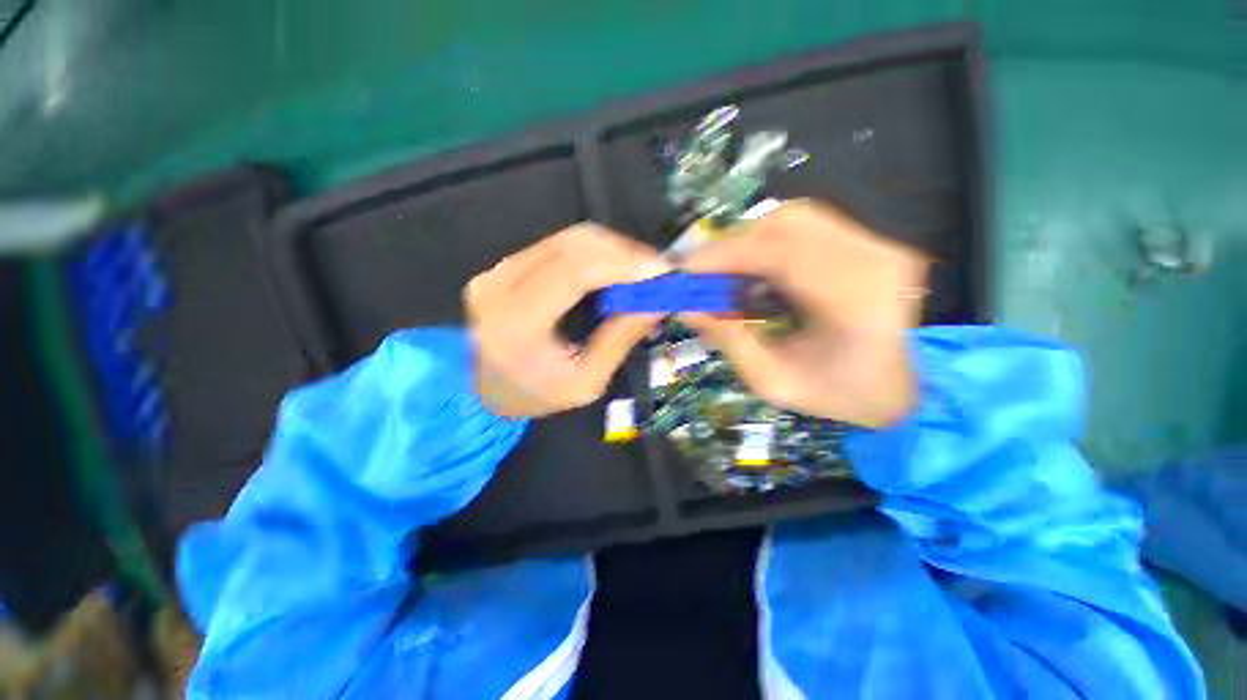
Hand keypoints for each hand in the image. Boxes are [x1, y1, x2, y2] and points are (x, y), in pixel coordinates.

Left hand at [466, 224, 667, 417]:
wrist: (486, 391)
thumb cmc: (536, 395)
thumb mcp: (585, 382)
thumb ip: (619, 339)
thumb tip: (657, 303)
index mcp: (516, 324)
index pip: (573, 273)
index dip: (621, 264)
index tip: (659, 270)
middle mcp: (498, 286)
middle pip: (571, 245)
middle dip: (622, 252)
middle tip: (654, 269)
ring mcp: (496, 271)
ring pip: (565, 239)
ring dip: (610, 249)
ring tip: (638, 270)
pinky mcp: (502, 266)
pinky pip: (556, 246)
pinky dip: (592, 252)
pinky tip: (612, 269)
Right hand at [683, 199, 928, 427]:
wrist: (908, 389)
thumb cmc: (840, 394)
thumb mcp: (773, 381)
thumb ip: (728, 340)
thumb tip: (687, 307)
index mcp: (856, 305)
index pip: (783, 256)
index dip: (727, 255)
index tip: (687, 268)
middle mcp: (874, 261)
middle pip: (787, 225)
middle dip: (734, 246)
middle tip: (705, 276)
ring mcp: (879, 245)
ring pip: (796, 218)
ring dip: (751, 240)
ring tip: (731, 274)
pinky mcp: (873, 242)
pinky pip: (809, 226)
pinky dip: (772, 241)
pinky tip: (760, 269)